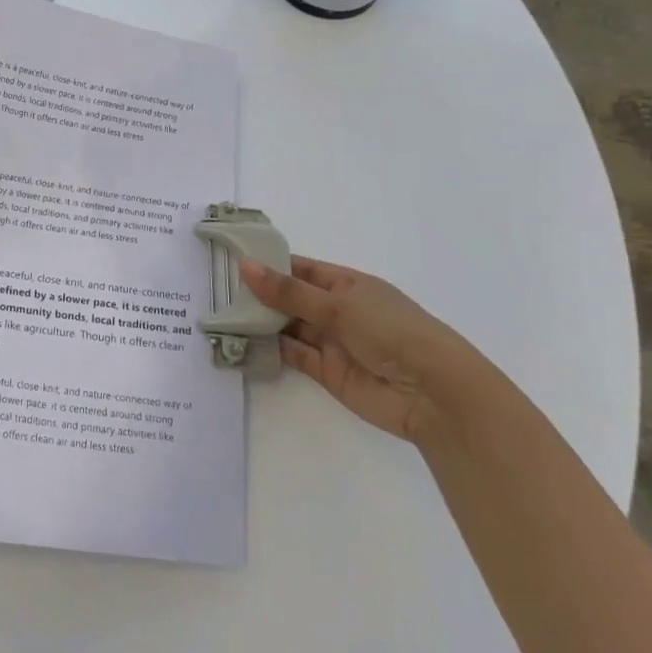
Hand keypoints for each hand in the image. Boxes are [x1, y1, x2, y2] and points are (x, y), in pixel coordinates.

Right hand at [241, 257, 489, 442]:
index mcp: (347, 284)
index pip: (301, 269)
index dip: (270, 264)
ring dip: (262, 321)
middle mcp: (338, 311)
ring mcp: (332, 342)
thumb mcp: (338, 304)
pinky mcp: (327, 372)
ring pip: (289, 326)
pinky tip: (243, 340)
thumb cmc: (392, 331)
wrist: (433, 393)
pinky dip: (270, 348)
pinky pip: (293, 354)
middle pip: (291, 298)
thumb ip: (289, 291)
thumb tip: (246, 266)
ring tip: (222, 313)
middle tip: (217, 288)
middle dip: (260, 294)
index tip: (232, 258)